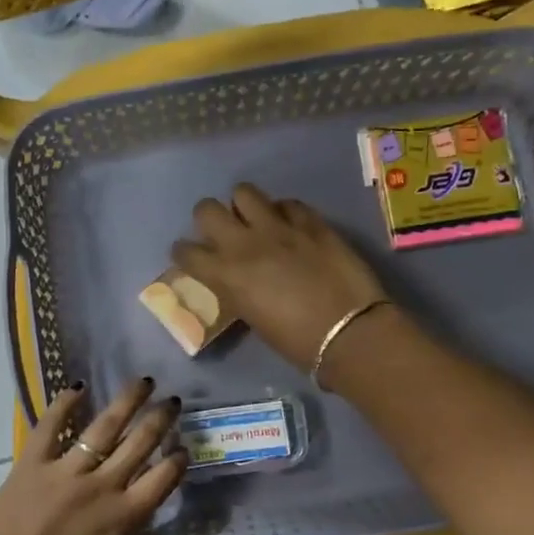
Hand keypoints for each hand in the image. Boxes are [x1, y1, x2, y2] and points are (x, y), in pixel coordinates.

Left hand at [0, 379, 201, 534]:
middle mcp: (98, 486)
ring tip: (141, 382)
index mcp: (121, 518)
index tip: (186, 447)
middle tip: (173, 400)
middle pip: (138, 445)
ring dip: (125, 403)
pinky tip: (76, 387)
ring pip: (102, 428)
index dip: (178, 461)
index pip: (161, 479)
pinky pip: (49, 428)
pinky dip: (63, 406)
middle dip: (160, 420)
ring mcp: (63, 472)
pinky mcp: (30, 466)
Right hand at [173, 183, 388, 369]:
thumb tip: (235, 278)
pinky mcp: (311, 221)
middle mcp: (245, 243)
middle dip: (208, 218)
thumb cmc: (297, 342)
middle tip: (222, 232)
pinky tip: (291, 226)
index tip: (191, 257)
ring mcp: (279, 227)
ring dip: (244, 206)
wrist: (349, 332)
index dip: (183, 252)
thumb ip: (237, 289)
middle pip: (206, 208)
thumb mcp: (252, 317)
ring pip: (244, 192)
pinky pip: (287, 203)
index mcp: (226, 274)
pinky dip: (283, 212)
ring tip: (255, 221)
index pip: (185, 251)